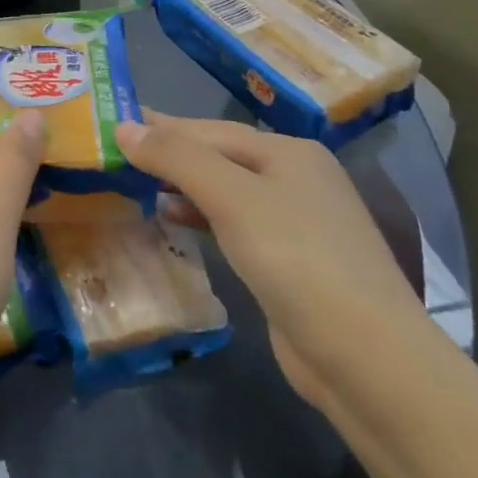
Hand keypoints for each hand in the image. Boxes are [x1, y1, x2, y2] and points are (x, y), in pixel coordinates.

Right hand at [115, 114, 426, 409]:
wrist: (365, 357)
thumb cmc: (295, 258)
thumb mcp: (230, 197)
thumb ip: (176, 157)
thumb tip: (124, 127)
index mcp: (288, 152)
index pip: (208, 129)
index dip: (159, 125)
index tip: (112, 120)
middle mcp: (296, 178)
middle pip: (218, 157)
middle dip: (168, 154)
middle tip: (114, 151)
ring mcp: (296, 222)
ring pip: (224, 191)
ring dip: (179, 185)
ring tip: (133, 183)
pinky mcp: (289, 262)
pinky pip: (232, 224)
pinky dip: (199, 216)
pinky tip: (172, 221)